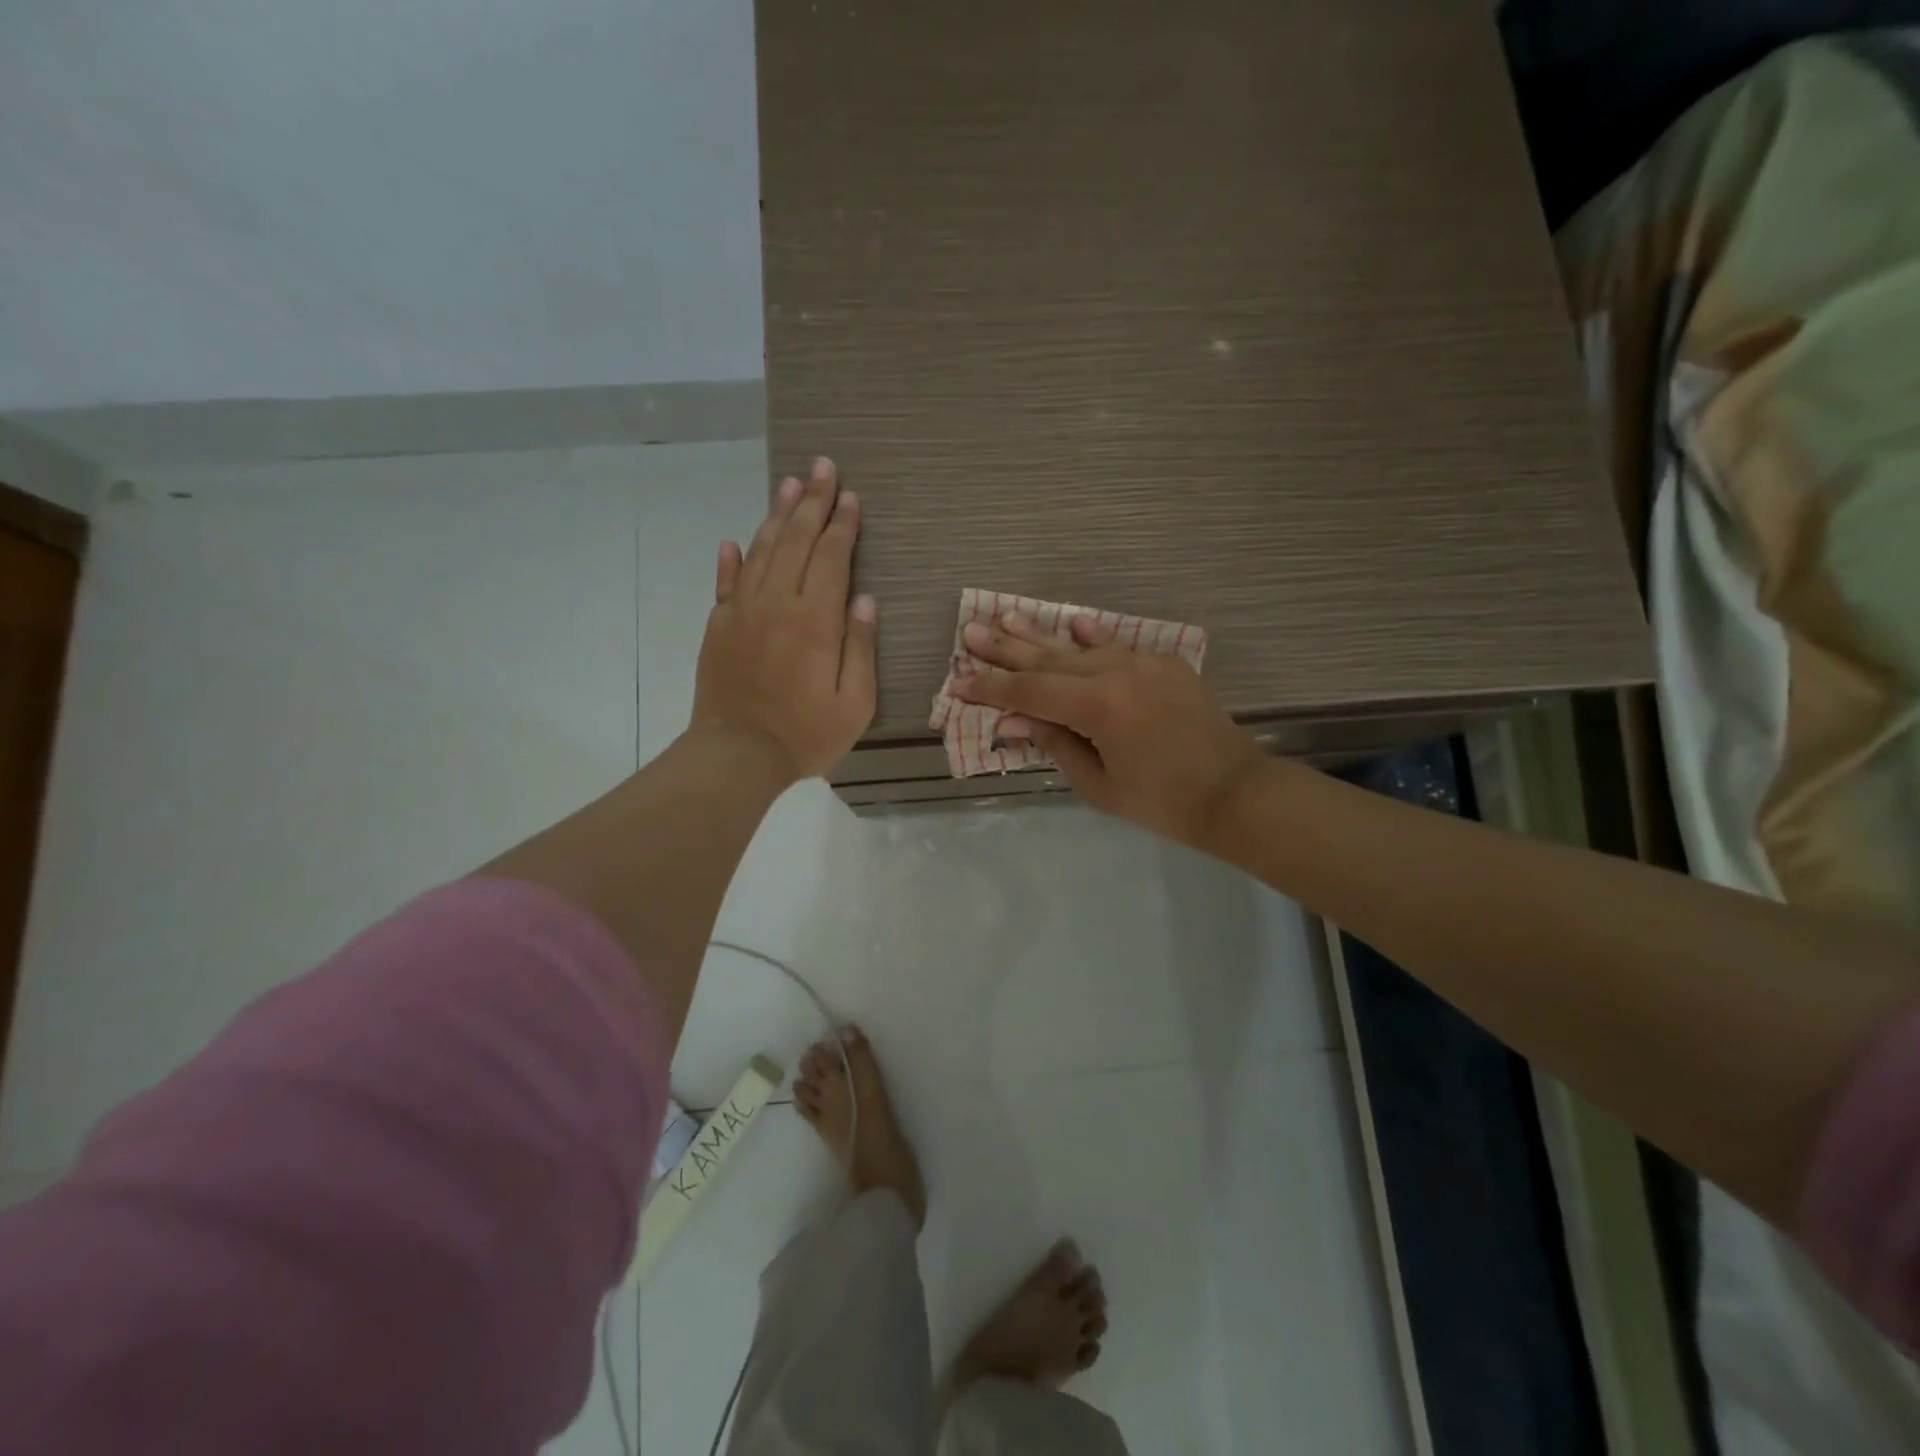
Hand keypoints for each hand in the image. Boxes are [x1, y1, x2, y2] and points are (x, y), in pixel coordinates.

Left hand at [692, 457, 876, 783]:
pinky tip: (734, 541)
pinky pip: (726, 583)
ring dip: (777, 515)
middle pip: (796, 540)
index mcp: (816, 620)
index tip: (851, 496)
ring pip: (762, 551)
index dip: (843, 524)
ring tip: (790, 484)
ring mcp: (742, 612)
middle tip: (823, 467)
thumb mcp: (855, 702)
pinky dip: (730, 560)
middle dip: (813, 501)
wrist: (736, 755)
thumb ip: (861, 646)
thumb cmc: (805, 734)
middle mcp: (777, 604)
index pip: (832, 557)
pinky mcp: (718, 627)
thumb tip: (865, 599)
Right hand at [955, 614, 1264, 846]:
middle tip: (970, 631)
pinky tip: (1073, 623)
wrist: (1235, 792)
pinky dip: (1093, 638)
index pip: (1029, 693)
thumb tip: (1012, 719)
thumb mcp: (1098, 783)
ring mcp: (1144, 663)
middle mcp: (1117, 672)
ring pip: (1080, 649)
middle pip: (1049, 661)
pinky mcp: (1164, 665)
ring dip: (1042, 637)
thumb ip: (1054, 743)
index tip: (959, 682)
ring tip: (1006, 617)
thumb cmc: (1162, 801)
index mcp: (1098, 706)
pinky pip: (1118, 647)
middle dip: (1006, 650)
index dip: (991, 689)